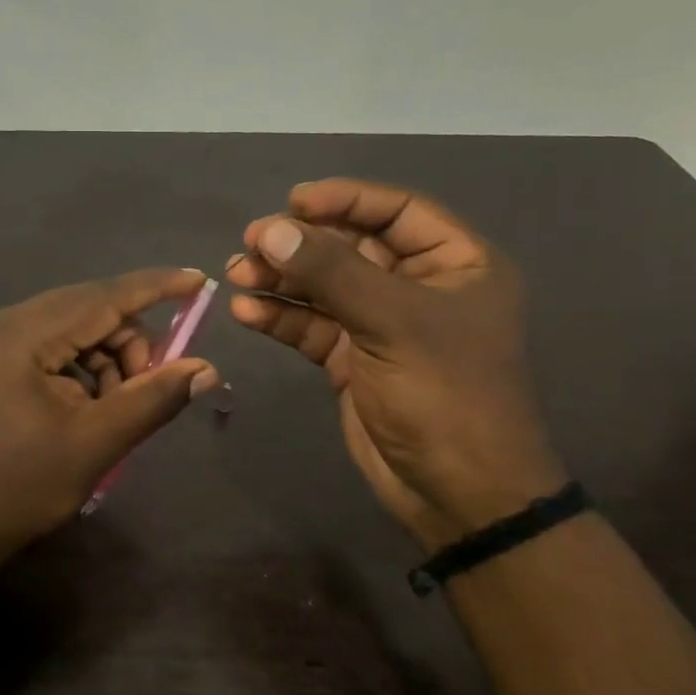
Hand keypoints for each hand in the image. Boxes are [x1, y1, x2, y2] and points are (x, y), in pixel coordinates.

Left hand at [0, 269, 220, 562]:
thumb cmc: (21, 487)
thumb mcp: (96, 443)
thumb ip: (153, 398)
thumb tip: (207, 369)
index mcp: (21, 335)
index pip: (102, 297)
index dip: (156, 286)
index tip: (200, 279)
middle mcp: (3, 322)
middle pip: (88, 309)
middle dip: (131, 342)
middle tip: (151, 386)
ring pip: (74, 328)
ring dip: (108, 359)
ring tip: (115, 408)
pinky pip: (54, 345)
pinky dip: (83, 367)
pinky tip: (89, 405)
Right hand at [226, 179, 564, 551]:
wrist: (458, 495)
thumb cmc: (445, 395)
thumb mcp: (392, 323)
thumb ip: (331, 273)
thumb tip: (272, 230)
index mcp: (457, 264)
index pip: (397, 211)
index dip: (345, 199)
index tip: (292, 202)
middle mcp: (420, 287)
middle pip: (352, 247)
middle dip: (301, 244)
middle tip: (251, 241)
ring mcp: (384, 326)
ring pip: (325, 287)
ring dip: (282, 279)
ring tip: (237, 273)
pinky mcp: (354, 360)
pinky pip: (313, 326)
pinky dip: (281, 317)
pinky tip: (246, 312)